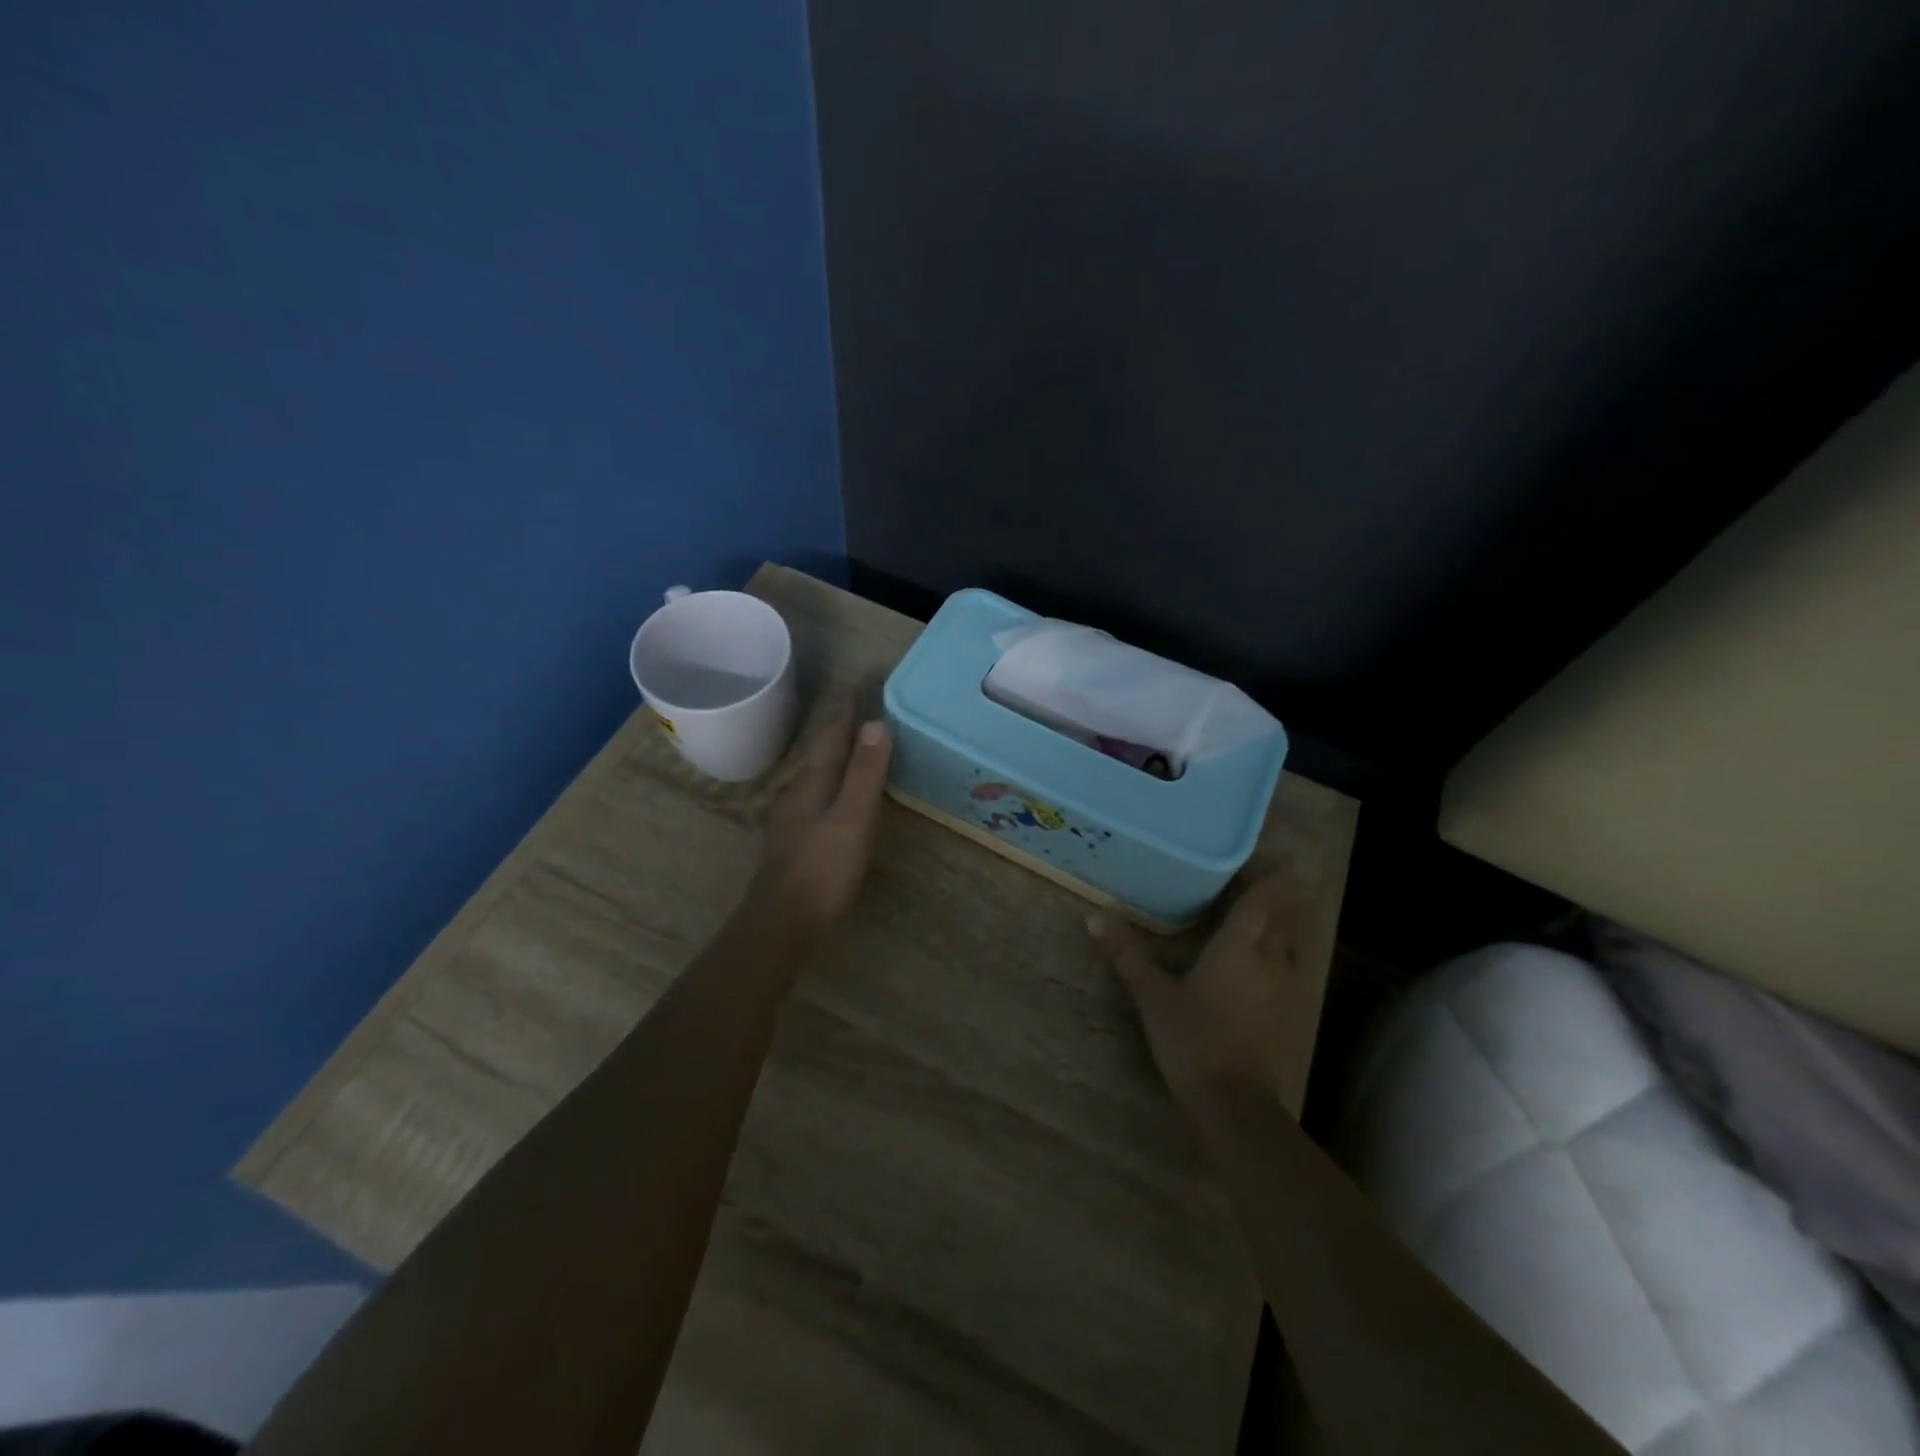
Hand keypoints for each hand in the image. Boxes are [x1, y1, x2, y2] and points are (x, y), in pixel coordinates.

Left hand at [745, 697, 892, 943]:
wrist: (782, 921)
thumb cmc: (823, 868)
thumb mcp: (853, 818)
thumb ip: (864, 773)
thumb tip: (875, 723)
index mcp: (813, 783)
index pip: (830, 737)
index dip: (843, 712)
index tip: (854, 686)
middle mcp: (797, 793)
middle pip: (818, 752)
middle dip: (834, 728)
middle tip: (851, 706)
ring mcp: (790, 818)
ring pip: (813, 774)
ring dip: (829, 754)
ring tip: (844, 742)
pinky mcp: (792, 840)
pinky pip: (813, 795)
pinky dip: (827, 781)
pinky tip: (829, 794)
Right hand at [1087, 874, 1303, 1110]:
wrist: (1235, 1105)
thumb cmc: (1194, 1040)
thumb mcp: (1152, 996)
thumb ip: (1127, 955)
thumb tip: (1095, 916)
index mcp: (1239, 948)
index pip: (1262, 901)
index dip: (1270, 878)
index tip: (1277, 857)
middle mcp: (1270, 961)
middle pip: (1282, 918)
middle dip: (1276, 897)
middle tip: (1257, 880)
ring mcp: (1284, 990)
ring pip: (1290, 944)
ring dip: (1281, 924)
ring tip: (1262, 913)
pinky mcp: (1287, 1015)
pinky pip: (1288, 968)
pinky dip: (1280, 953)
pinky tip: (1263, 961)